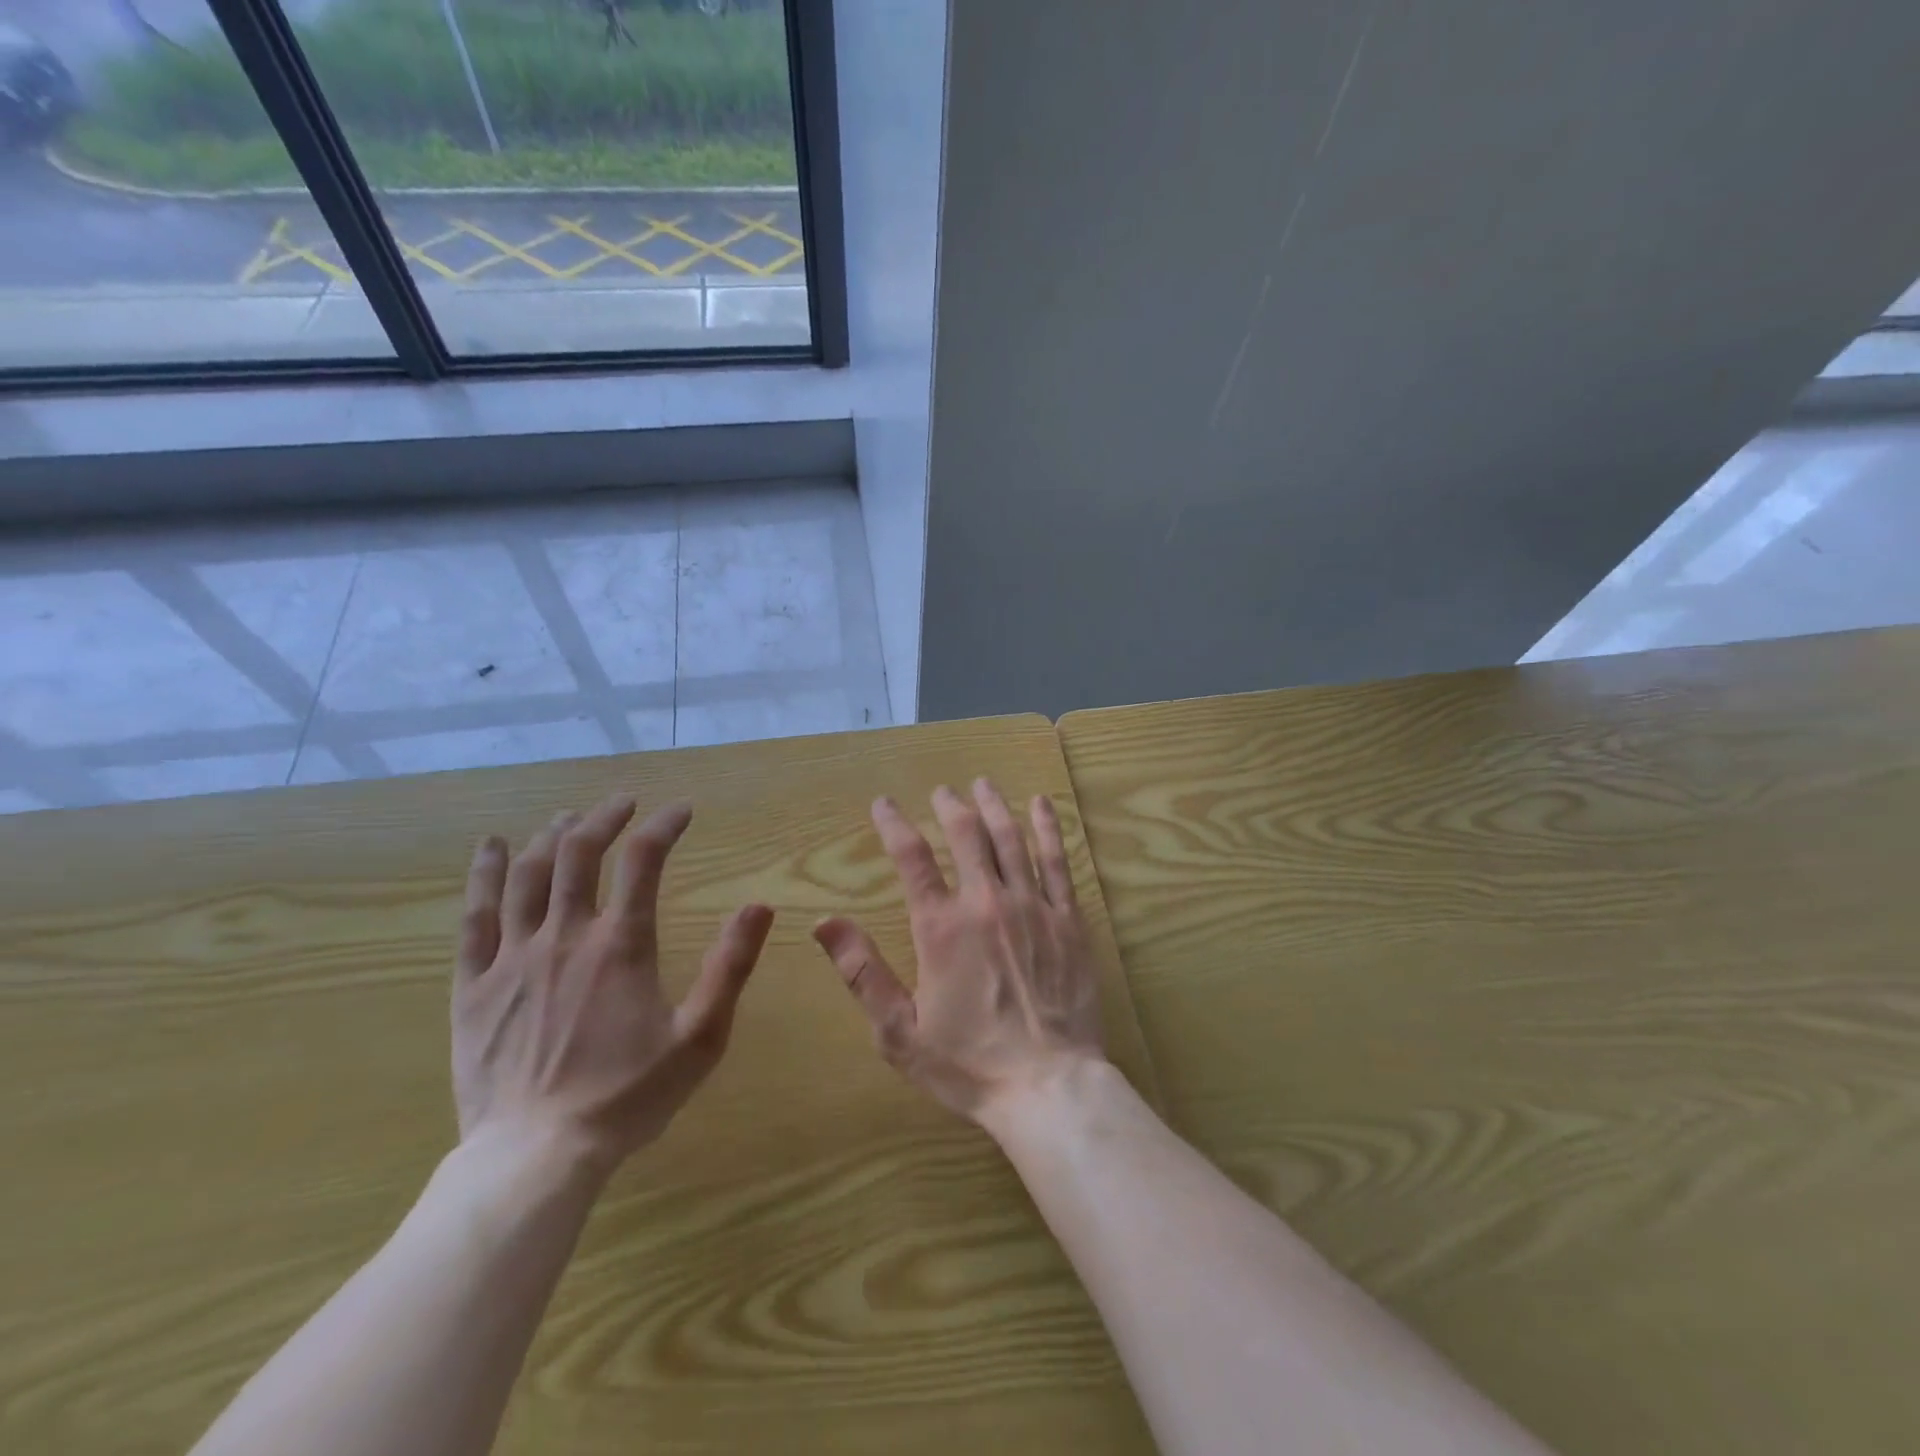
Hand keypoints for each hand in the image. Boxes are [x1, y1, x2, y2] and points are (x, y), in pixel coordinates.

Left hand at [454, 794, 774, 1176]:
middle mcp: (564, 935)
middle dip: (605, 818)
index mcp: (620, 944)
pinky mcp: (474, 985)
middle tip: (624, 804)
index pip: (643, 860)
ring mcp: (512, 958)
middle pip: (579, 852)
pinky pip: (476, 916)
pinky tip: (493, 847)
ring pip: (528, 874)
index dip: (663, 826)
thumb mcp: (700, 1037)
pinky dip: (486, 874)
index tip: (681, 812)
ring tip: (569, 818)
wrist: (536, 1157)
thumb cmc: (627, 1097)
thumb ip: (730, 967)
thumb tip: (760, 906)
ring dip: (552, 836)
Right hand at [813, 779, 1105, 1126]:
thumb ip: (862, 972)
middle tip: (942, 791)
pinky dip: (1047, 827)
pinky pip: (1057, 860)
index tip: (883, 804)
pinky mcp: (1068, 918)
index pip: (911, 858)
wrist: (1049, 1086)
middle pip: (966, 834)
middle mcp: (986, 903)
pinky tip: (1041, 804)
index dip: (893, 824)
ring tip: (983, 784)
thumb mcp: (899, 1030)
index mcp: (942, 928)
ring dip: (994, 805)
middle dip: (950, 806)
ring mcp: (1033, 906)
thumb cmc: (968, 1064)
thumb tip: (825, 922)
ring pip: (1010, 838)